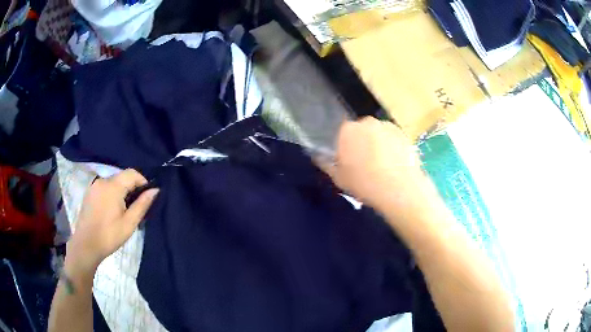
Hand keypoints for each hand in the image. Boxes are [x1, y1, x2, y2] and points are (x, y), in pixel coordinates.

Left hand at [67, 169, 158, 273]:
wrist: (86, 245)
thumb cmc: (109, 235)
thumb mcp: (129, 223)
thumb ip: (142, 204)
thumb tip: (155, 190)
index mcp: (113, 186)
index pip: (132, 173)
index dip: (142, 181)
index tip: (147, 196)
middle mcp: (102, 180)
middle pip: (122, 176)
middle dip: (132, 187)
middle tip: (136, 206)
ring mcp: (94, 186)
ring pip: (113, 182)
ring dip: (121, 191)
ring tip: (124, 210)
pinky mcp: (89, 192)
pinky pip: (104, 187)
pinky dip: (112, 193)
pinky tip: (111, 210)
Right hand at [322, 117, 428, 211]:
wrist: (399, 188)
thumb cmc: (364, 184)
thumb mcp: (339, 179)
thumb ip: (327, 165)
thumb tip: (318, 158)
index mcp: (347, 130)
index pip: (342, 134)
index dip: (345, 148)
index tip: (349, 162)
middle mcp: (367, 122)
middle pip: (361, 131)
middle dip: (362, 143)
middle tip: (366, 164)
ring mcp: (387, 126)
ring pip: (378, 134)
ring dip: (378, 144)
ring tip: (383, 166)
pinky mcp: (404, 134)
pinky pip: (393, 139)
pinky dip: (393, 147)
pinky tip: (395, 164)